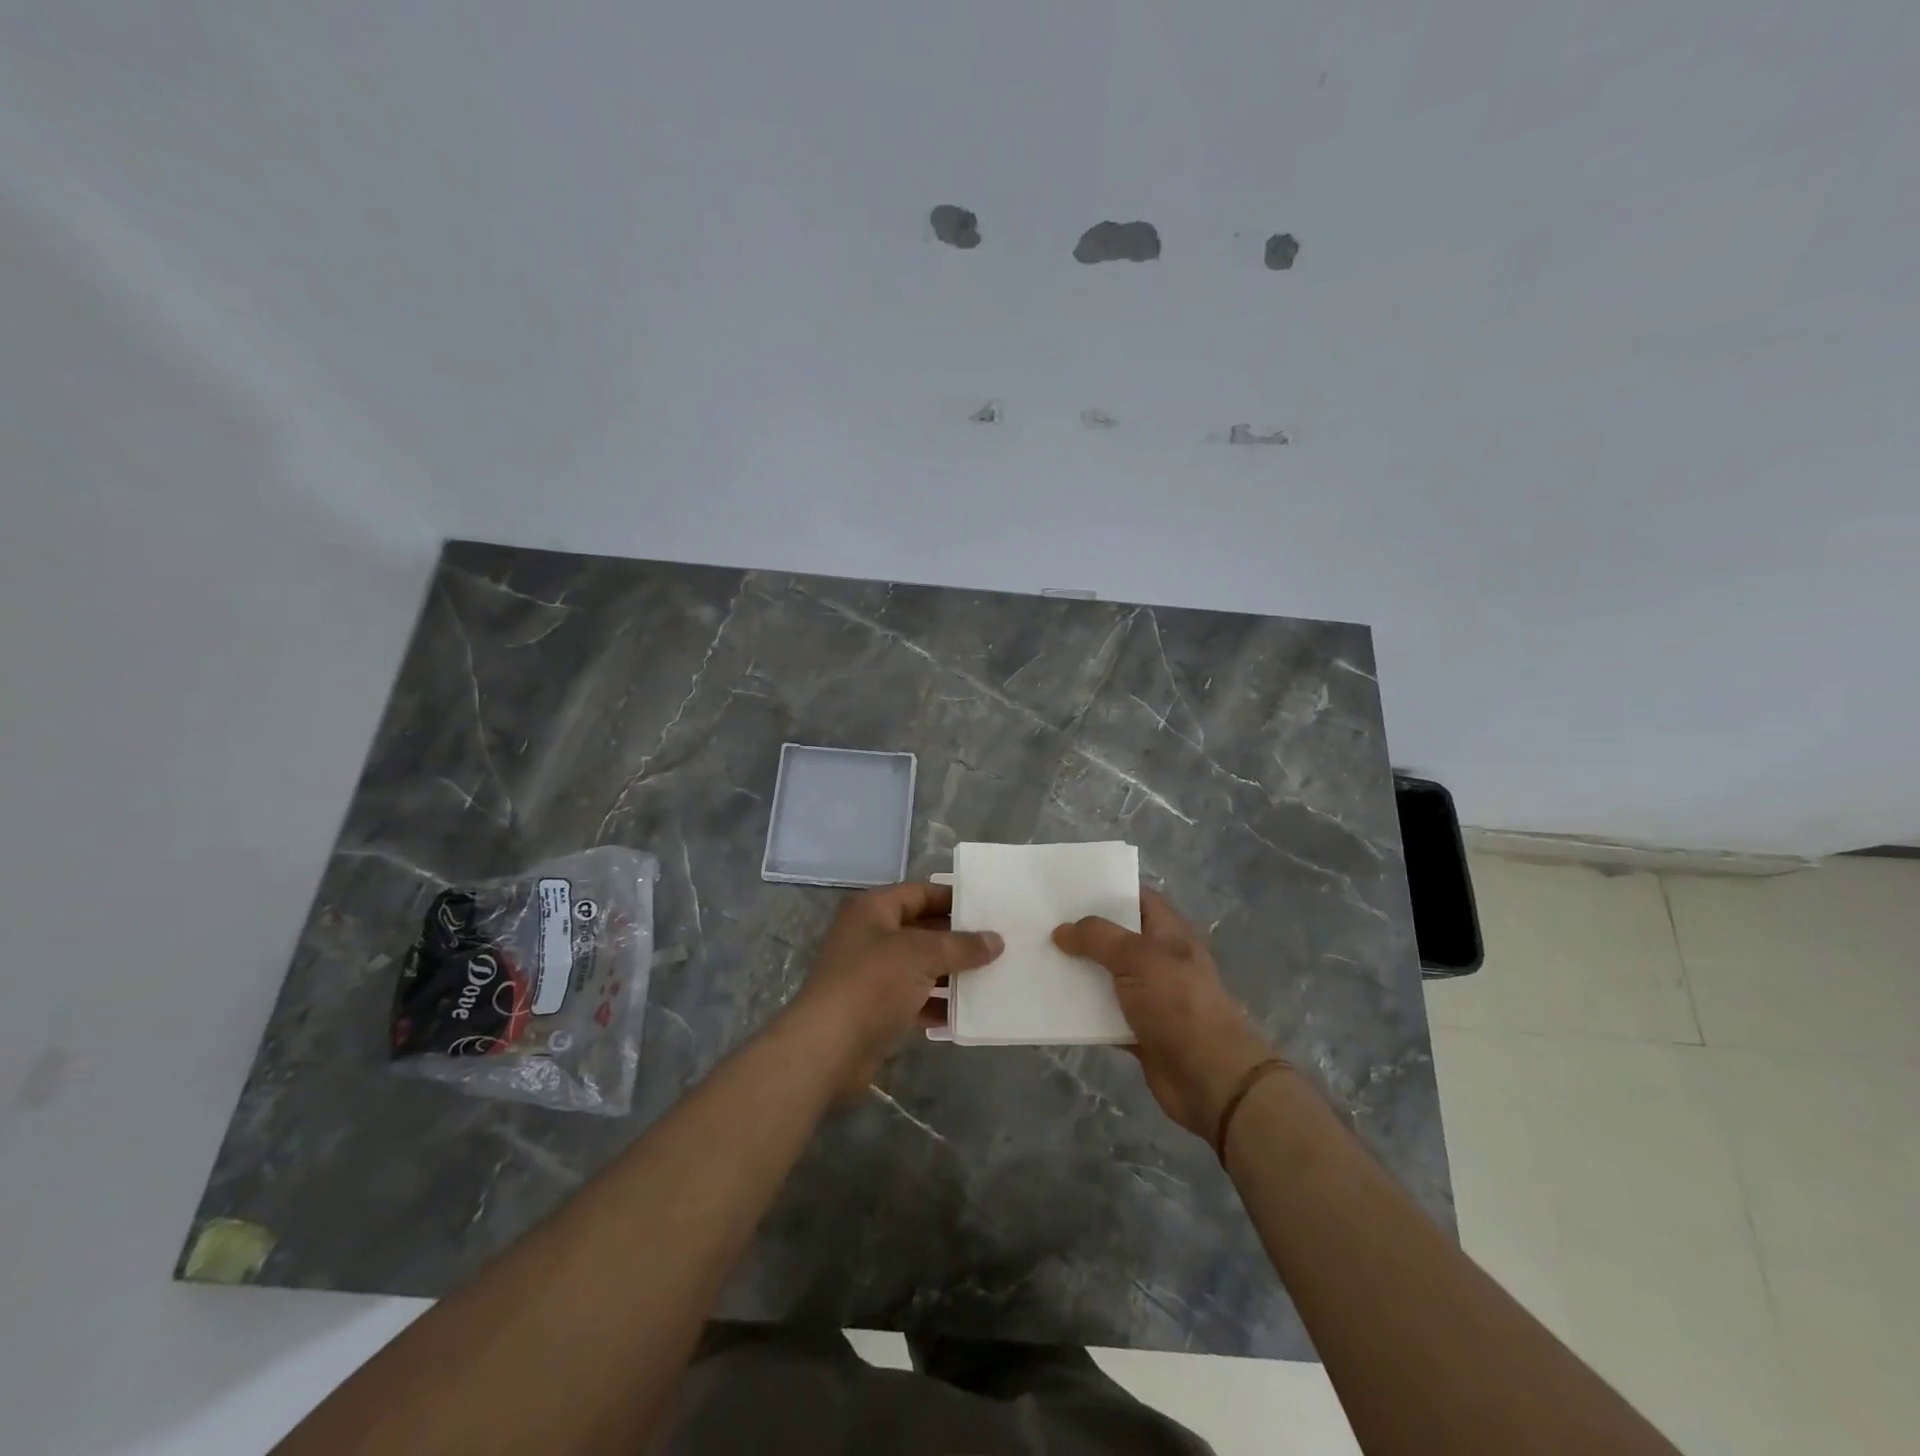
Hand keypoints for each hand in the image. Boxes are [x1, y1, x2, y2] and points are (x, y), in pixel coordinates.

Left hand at [787, 882, 1002, 1099]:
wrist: (827, 1049)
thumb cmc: (872, 984)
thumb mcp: (921, 955)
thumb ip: (961, 946)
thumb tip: (996, 940)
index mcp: (874, 910)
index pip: (920, 893)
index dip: (953, 898)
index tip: (990, 907)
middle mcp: (871, 937)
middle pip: (923, 930)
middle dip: (958, 939)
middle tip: (1000, 943)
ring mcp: (872, 975)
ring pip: (921, 967)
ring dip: (952, 974)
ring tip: (994, 976)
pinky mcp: (876, 1010)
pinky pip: (915, 999)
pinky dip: (938, 1004)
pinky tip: (968, 1013)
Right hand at [1053, 888, 1275, 1139]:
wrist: (1209, 1076)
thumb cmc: (1178, 1004)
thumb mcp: (1138, 958)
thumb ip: (1098, 938)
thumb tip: (1061, 930)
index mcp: (1168, 933)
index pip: (1137, 898)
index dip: (1107, 889)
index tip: (1068, 888)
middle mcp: (1159, 960)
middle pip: (1116, 937)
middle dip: (1083, 931)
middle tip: (1042, 921)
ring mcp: (1149, 996)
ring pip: (1106, 976)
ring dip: (1078, 971)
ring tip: (1037, 958)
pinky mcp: (1137, 1029)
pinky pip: (1102, 1013)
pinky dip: (1081, 1010)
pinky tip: (1051, 1002)